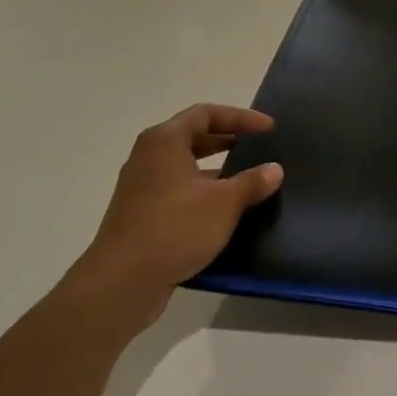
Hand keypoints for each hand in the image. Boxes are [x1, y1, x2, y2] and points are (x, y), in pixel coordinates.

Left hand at [58, 104, 282, 333]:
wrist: (122, 282)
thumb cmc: (175, 228)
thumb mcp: (224, 203)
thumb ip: (252, 182)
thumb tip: (274, 169)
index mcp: (165, 141)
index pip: (206, 113)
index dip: (241, 117)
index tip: (269, 129)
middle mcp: (149, 157)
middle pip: (194, 136)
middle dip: (228, 140)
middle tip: (259, 148)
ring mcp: (142, 187)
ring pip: (185, 166)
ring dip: (217, 169)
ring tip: (248, 180)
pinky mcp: (141, 214)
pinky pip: (178, 191)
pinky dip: (203, 192)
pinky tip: (225, 211)